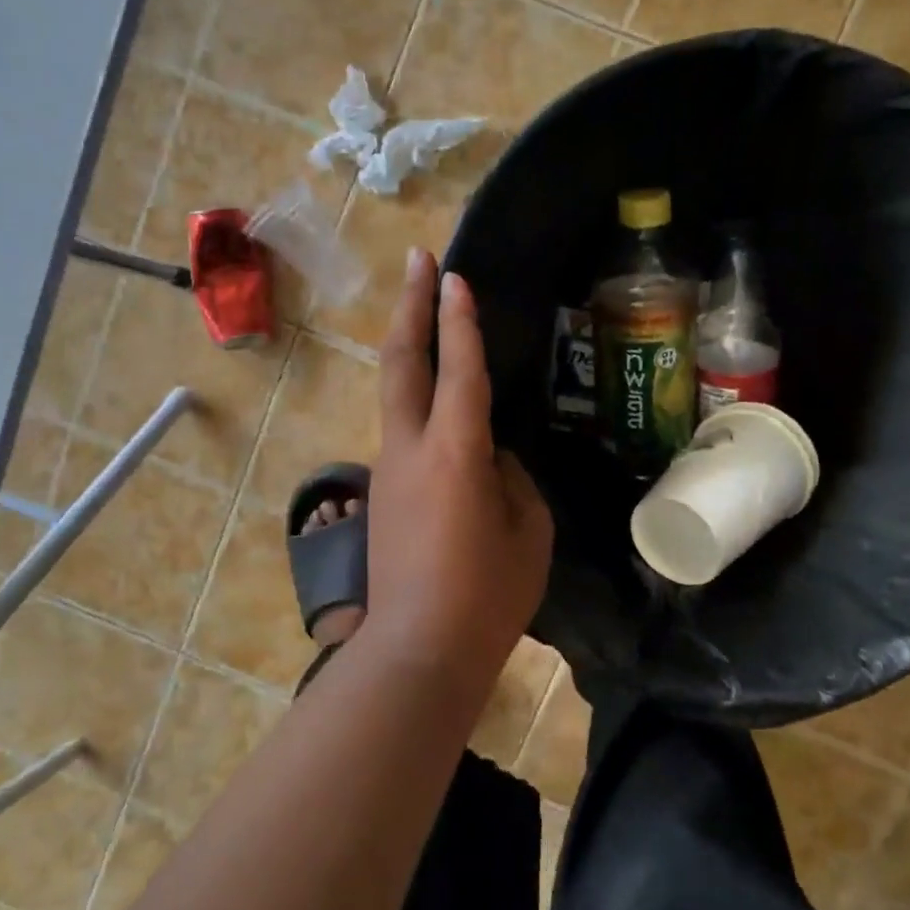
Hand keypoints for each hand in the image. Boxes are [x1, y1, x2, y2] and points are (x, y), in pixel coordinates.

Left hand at [365, 248, 553, 679]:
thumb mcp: (527, 530)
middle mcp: (411, 448)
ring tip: (424, 317)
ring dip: (409, 348)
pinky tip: (436, 404)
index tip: (453, 275)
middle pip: (402, 361)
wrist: (417, 649)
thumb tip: (489, 457)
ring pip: (395, 392)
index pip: (458, 369)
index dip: (457, 319)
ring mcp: (388, 469)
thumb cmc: (487, 594)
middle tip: (417, 260)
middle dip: (410, 305)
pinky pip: (402, 429)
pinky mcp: (382, 493)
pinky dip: (416, 398)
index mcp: (454, 452)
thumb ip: (510, 479)